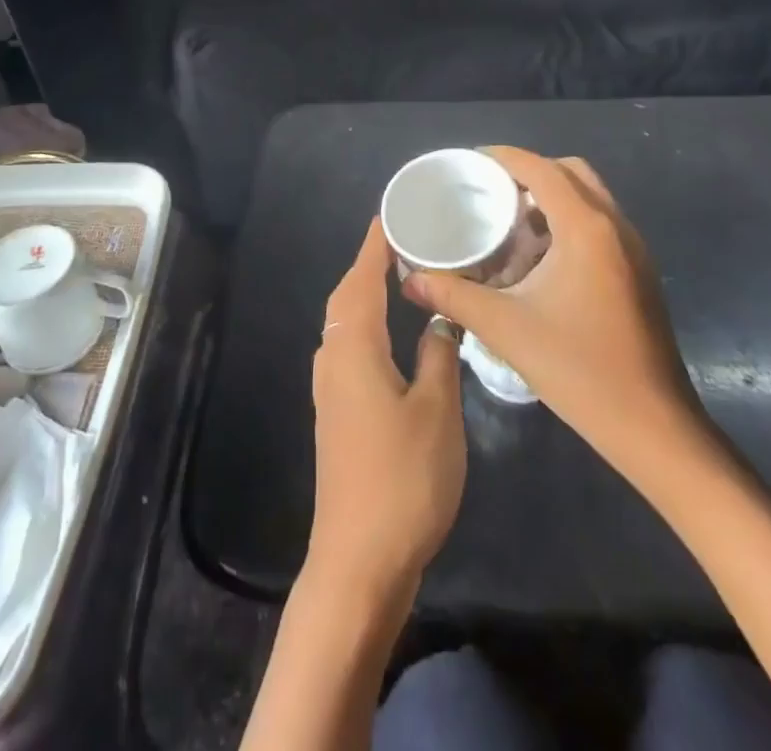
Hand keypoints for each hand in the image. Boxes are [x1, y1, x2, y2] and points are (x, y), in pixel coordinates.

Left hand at [306, 217, 465, 602]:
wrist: (359, 557)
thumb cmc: (403, 477)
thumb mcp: (436, 411)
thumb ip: (438, 355)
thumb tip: (440, 317)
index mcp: (354, 348)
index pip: (361, 278)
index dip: (374, 245)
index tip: (390, 214)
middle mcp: (333, 358)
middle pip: (347, 297)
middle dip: (369, 264)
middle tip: (404, 241)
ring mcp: (330, 387)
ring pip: (345, 323)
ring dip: (366, 293)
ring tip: (400, 276)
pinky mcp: (336, 412)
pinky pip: (349, 347)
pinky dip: (367, 325)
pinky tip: (391, 334)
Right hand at [403, 147, 707, 481]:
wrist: (653, 427)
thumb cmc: (579, 368)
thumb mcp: (506, 328)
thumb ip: (453, 296)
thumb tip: (411, 281)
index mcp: (586, 229)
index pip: (542, 169)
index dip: (504, 157)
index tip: (470, 162)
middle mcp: (615, 227)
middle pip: (571, 173)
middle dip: (529, 172)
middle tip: (490, 190)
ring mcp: (633, 250)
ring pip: (589, 198)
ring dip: (551, 197)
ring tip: (508, 220)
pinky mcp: (638, 273)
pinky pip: (600, 225)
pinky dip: (568, 221)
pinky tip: (539, 258)